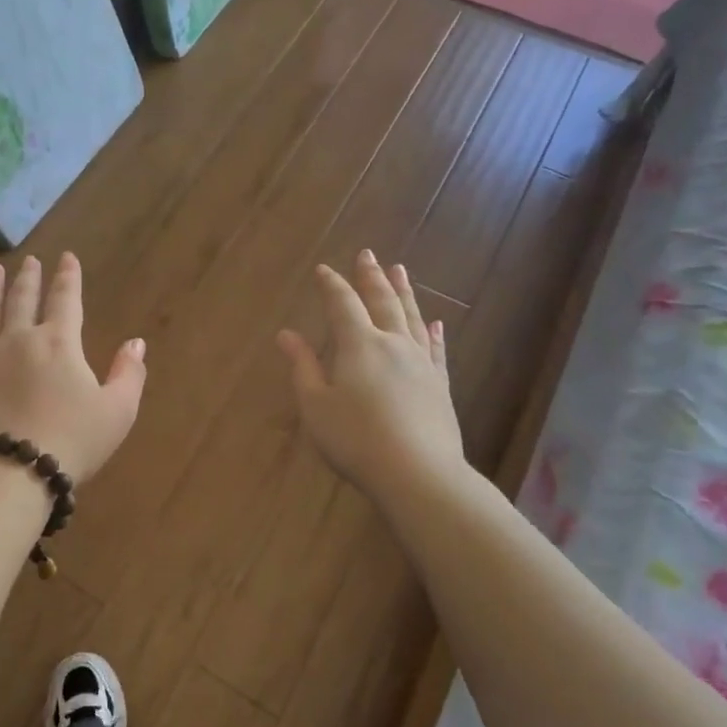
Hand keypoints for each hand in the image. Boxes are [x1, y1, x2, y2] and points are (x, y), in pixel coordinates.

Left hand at [0, 253, 146, 483]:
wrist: (10, 472)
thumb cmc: (72, 442)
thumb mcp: (117, 411)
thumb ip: (129, 373)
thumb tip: (136, 342)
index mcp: (59, 342)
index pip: (66, 299)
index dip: (68, 277)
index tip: (67, 257)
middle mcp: (19, 339)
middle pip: (23, 299)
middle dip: (29, 277)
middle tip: (29, 260)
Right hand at [277, 251, 467, 501]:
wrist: (418, 473)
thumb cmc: (355, 440)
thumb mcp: (316, 406)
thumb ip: (303, 366)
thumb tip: (286, 334)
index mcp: (359, 345)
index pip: (342, 304)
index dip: (332, 285)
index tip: (323, 269)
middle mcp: (393, 344)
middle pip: (382, 301)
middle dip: (372, 276)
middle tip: (368, 253)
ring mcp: (421, 363)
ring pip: (412, 317)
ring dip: (404, 292)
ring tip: (401, 270)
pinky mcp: (439, 385)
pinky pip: (436, 349)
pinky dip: (434, 333)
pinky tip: (436, 324)